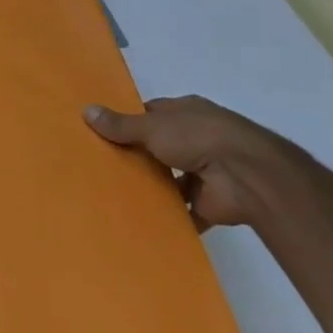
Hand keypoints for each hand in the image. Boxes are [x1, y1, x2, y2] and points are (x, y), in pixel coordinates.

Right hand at [83, 96, 332, 231]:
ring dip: (151, 187)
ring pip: (170, 179)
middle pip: (158, 146)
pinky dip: (167, 217)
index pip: (151, 113)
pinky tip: (139, 222)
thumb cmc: (198, 138)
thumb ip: (121, 125)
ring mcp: (204, 171)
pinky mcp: (208, 202)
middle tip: (99, 167)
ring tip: (112, 196)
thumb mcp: (152, 126)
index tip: (101, 133)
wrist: (247, 176)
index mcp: (186, 112)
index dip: (128, 122)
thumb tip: (86, 110)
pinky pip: (182, 210)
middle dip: (136, 157)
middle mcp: (195, 138)